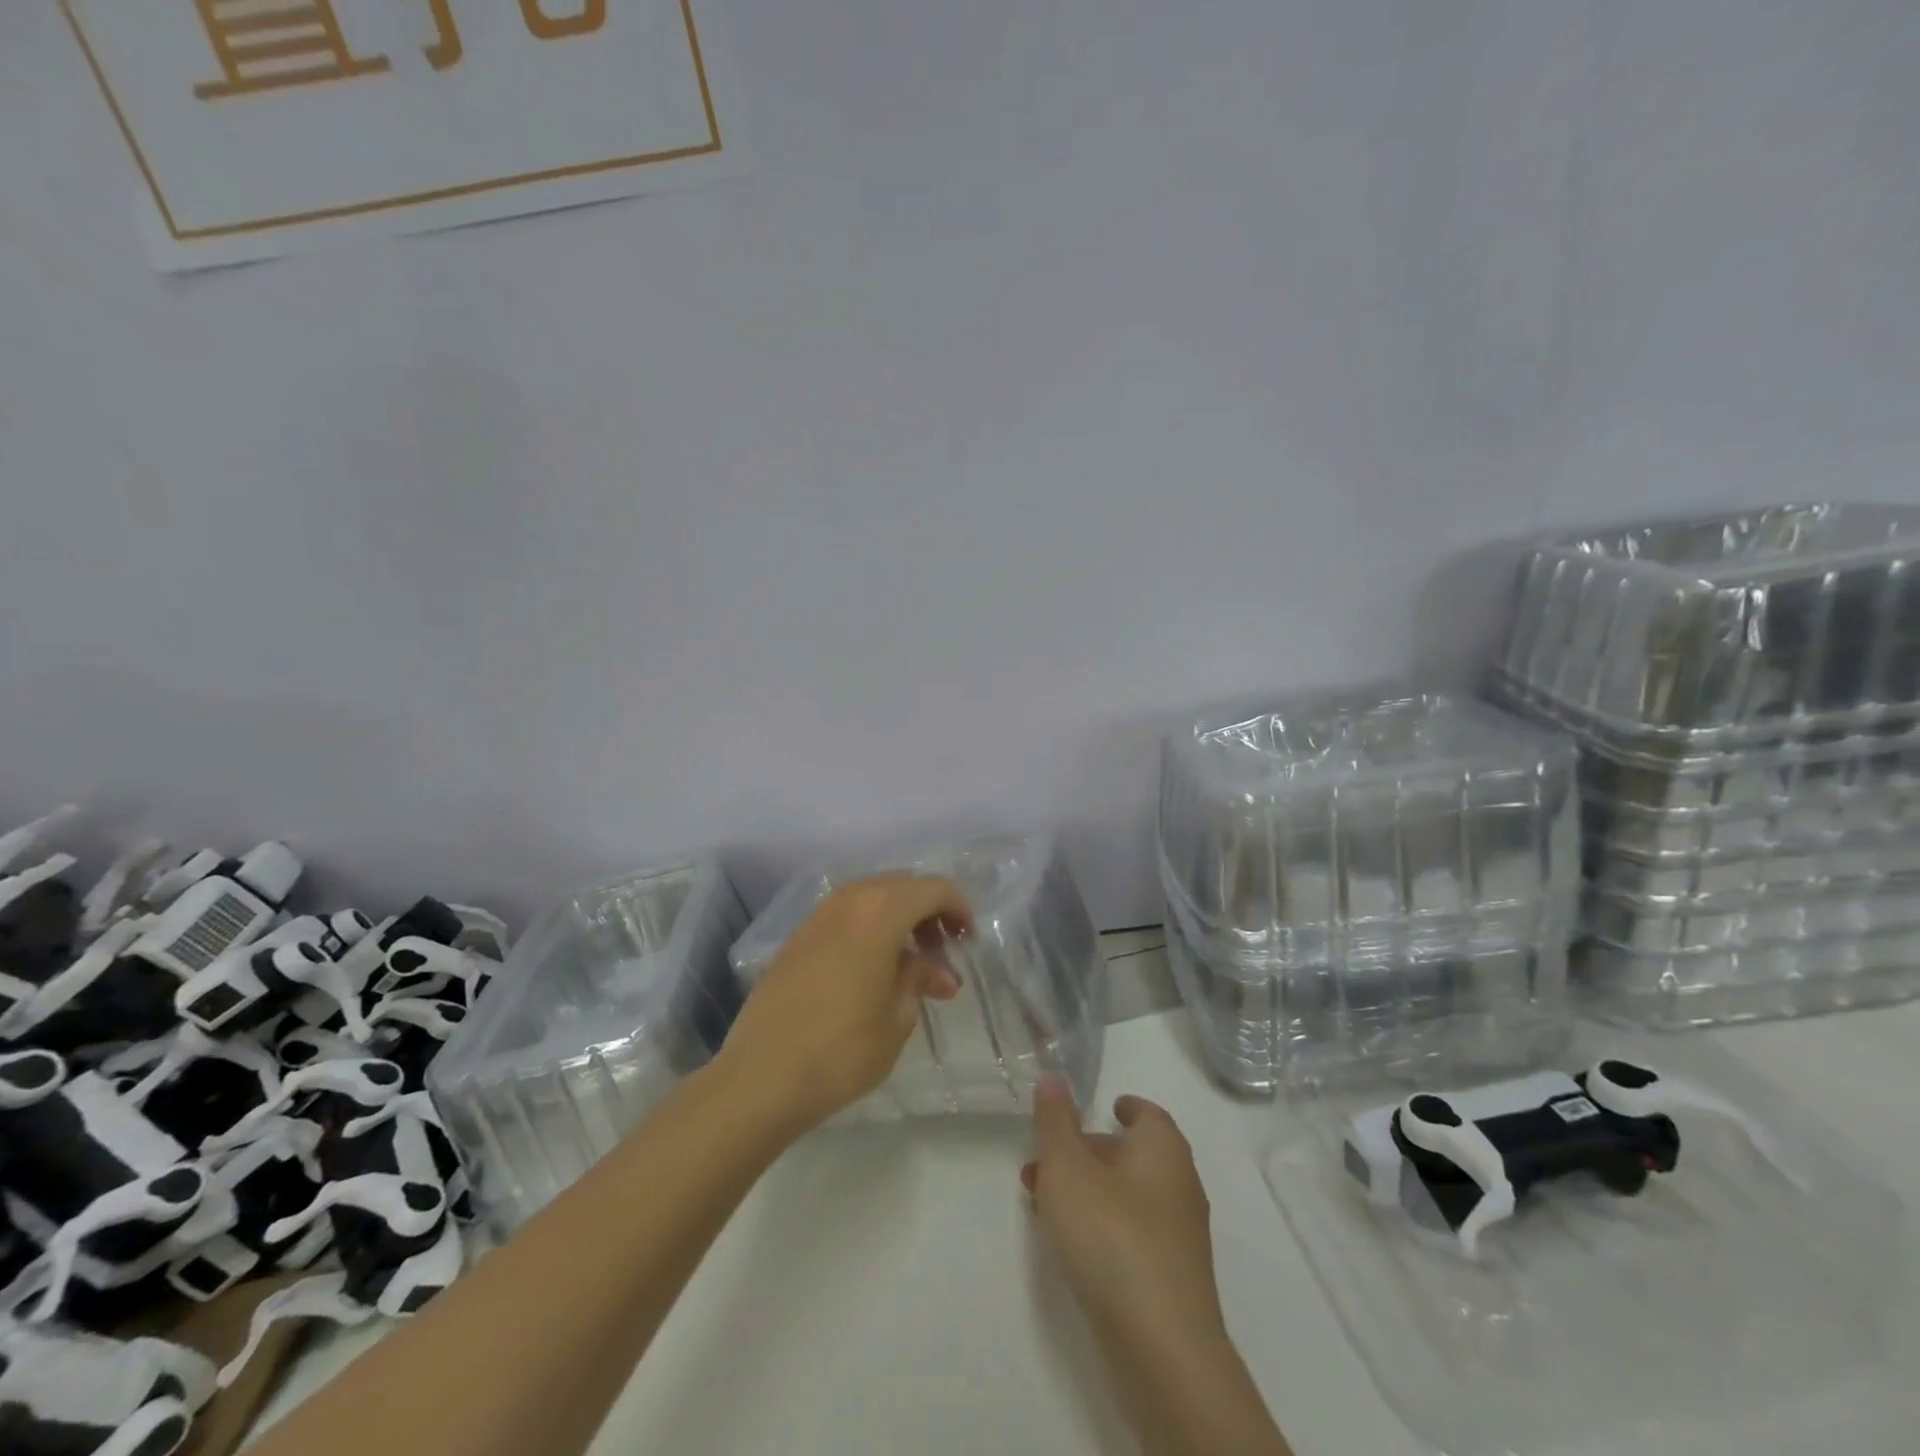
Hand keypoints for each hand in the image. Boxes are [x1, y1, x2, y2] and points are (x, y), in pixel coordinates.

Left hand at [716, 875, 970, 1137]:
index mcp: (881, 912)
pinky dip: (869, 928)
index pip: (932, 889)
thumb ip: (918, 978)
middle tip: (942, 950)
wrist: (762, 1076)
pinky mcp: (797, 937)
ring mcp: (818, 916)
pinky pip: (845, 915)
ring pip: (871, 898)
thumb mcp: (897, 1017)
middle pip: (901, 886)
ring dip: (898, 918)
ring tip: (910, 961)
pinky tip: (873, 967)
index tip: (968, 937)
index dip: (957, 907)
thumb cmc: (843, 1048)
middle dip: (928, 911)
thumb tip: (934, 969)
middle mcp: (849, 900)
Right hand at [1023, 1081, 1227, 1362]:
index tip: (1101, 1107)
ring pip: (1128, 1196)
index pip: (1147, 1114)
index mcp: (1163, 1148)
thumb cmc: (1111, 1235)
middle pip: (1133, 1154)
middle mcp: (1180, 1184)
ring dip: (1088, 1191)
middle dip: (1088, 1152)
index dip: (1123, 1108)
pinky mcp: (1172, 1279)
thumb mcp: (1067, 1167)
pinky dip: (1102, 1226)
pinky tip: (1070, 1244)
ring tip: (1041, 1202)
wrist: (1161, 1348)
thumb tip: (1054, 1077)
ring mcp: (1179, 1236)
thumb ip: (1055, 1120)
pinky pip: (1132, 1234)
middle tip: (1045, 1160)